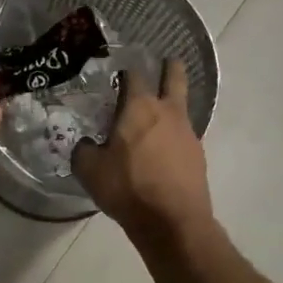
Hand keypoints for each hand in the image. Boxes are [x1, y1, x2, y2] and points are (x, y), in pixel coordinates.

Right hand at [71, 60, 210, 242]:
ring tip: (158, 112)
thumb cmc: (127, 188)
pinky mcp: (198, 155)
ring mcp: (188, 133)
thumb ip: (84, 150)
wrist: (172, 222)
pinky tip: (162, 148)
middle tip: (165, 60)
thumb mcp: (90, 170)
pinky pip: (184, 135)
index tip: (119, 71)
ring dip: (172, 103)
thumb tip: (87, 144)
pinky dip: (174, 134)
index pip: (134, 75)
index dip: (126, 70)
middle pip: (174, 77)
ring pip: (182, 106)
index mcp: (139, 107)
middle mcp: (167, 112)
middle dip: (169, 67)